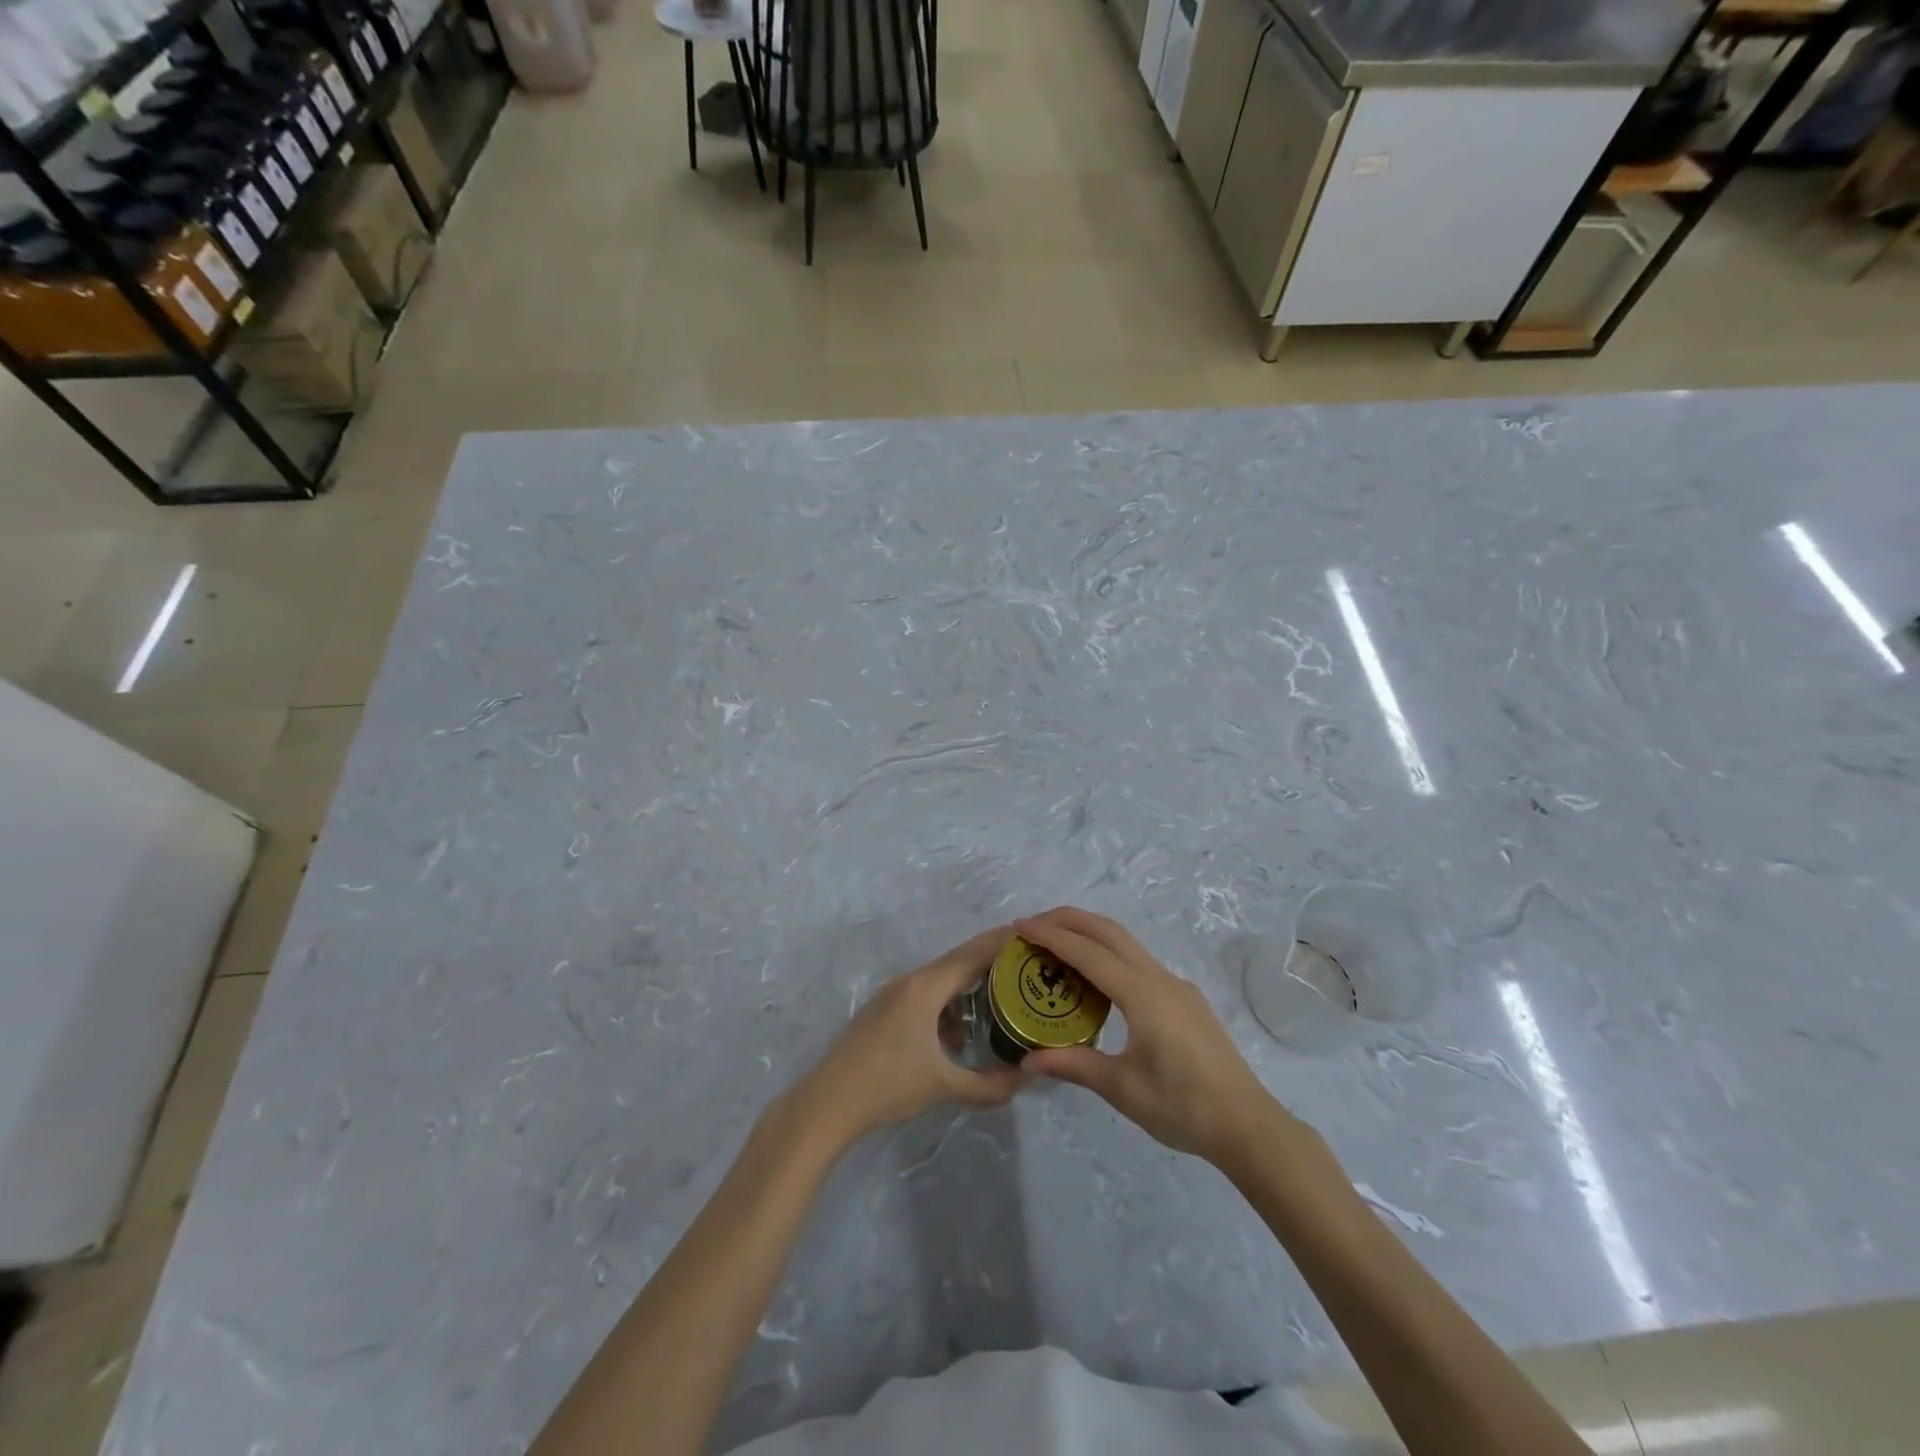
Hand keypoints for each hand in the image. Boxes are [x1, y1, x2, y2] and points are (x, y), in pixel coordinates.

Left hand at [780, 926, 1026, 1149]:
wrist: (827, 1103)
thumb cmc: (887, 1086)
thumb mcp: (944, 1088)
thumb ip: (990, 1086)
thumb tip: (1028, 1078)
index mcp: (926, 987)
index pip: (974, 953)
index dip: (1004, 942)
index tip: (1035, 936)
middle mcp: (910, 981)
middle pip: (959, 962)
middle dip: (993, 964)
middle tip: (1029, 970)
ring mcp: (893, 995)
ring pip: (942, 981)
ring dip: (970, 988)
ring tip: (1003, 1004)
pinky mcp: (884, 1011)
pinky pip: (926, 995)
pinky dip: (949, 1005)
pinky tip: (960, 1036)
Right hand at [1016, 907, 1291, 1166]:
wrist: (1247, 1125)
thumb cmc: (1183, 1107)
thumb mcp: (1122, 1089)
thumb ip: (1075, 1065)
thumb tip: (1027, 1059)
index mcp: (1144, 995)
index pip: (1089, 953)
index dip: (1052, 936)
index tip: (1020, 927)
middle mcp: (1160, 979)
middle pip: (1110, 931)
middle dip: (1069, 920)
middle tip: (1033, 925)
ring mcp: (1177, 986)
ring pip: (1127, 943)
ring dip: (1090, 934)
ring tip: (1056, 944)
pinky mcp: (1185, 999)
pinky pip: (1139, 962)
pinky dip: (1109, 954)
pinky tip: (1095, 978)